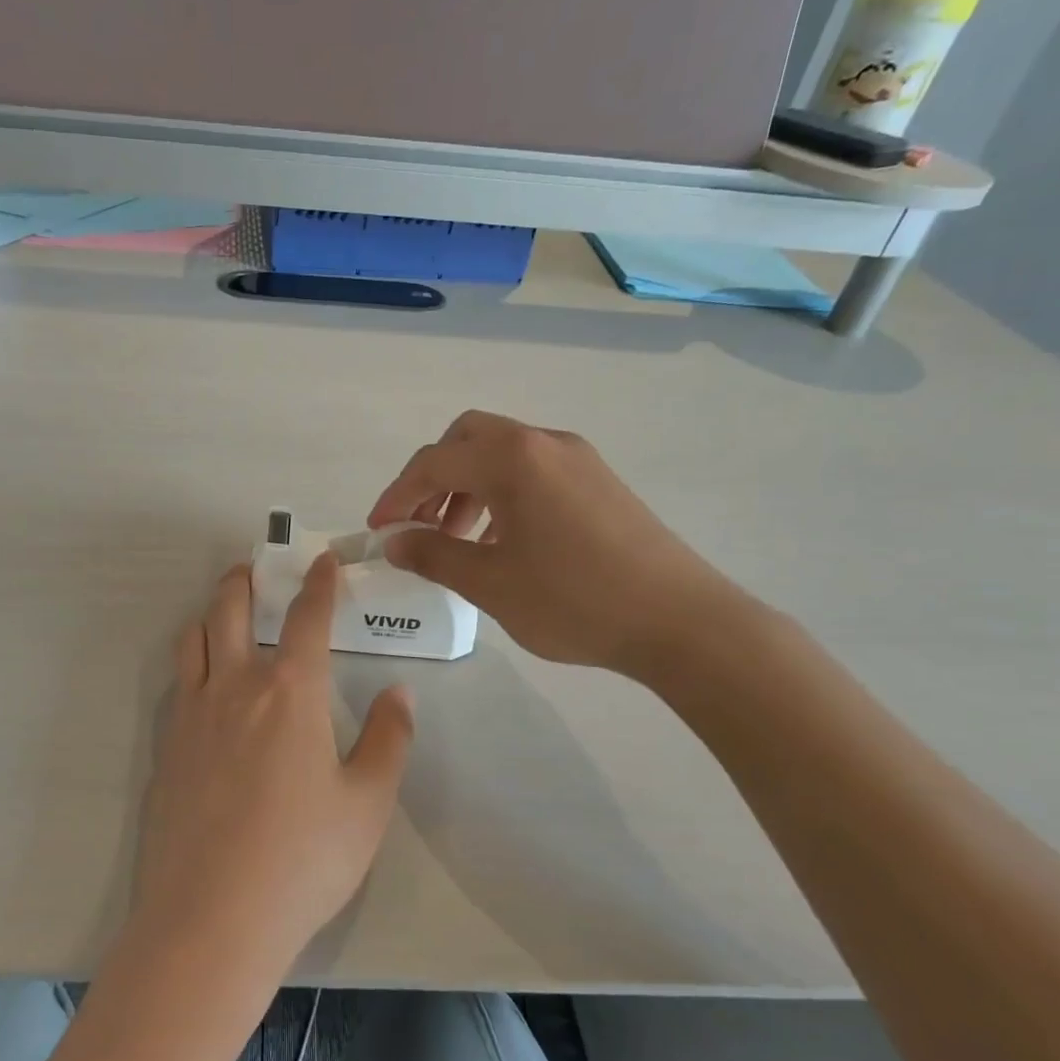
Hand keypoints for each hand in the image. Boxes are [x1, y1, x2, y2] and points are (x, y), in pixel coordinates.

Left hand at [131, 557, 413, 980]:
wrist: (211, 918)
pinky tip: (205, 681)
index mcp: (289, 692)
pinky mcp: (165, 747)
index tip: (323, 560)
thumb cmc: (303, 859)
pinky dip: (193, 659)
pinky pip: (178, 681)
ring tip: (225, 611)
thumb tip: (398, 693)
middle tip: (255, 569)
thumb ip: (388, 739)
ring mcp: (192, 714)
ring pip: (194, 638)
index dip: (319, 583)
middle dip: (244, 580)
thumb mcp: (367, 803)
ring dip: (211, 612)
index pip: (307, 618)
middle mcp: (235, 686)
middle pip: (230, 608)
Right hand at [368, 410, 740, 678]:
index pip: (434, 463)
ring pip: (502, 454)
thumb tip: (395, 542)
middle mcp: (544, 443)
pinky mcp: (599, 482)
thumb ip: (435, 556)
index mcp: (513, 458)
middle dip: (432, 478)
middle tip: (418, 524)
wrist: (682, 622)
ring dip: (467, 487)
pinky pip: (533, 472)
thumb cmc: (576, 600)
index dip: (396, 496)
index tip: (377, 531)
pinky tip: (501, 542)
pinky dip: (502, 494)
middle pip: (467, 439)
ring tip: (456, 540)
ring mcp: (578, 459)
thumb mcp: (491, 583)